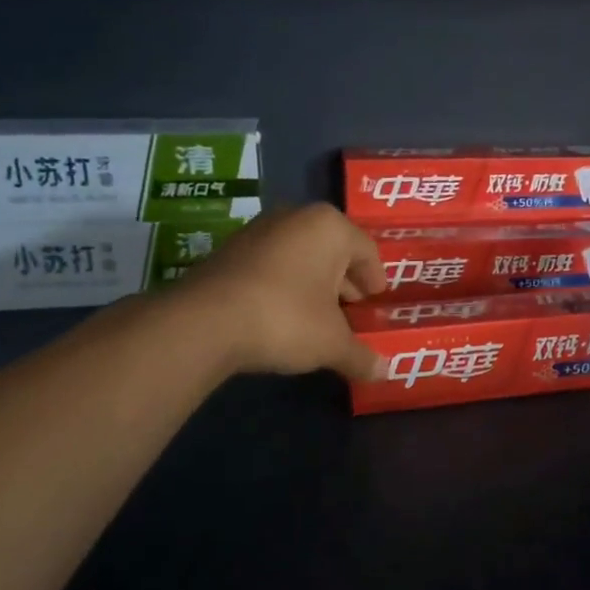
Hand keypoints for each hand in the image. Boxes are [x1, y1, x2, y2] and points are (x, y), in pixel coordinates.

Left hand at [180, 204, 387, 380]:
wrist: (205, 322)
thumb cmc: (285, 319)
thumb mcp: (331, 343)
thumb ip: (361, 355)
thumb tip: (385, 372)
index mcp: (330, 227)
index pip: (367, 251)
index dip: (375, 278)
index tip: (377, 298)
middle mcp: (296, 217)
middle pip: (333, 249)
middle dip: (344, 280)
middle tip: (353, 309)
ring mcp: (259, 230)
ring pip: (301, 255)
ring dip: (314, 282)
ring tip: (320, 315)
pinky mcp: (230, 249)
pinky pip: (273, 263)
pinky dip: (285, 283)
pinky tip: (284, 313)